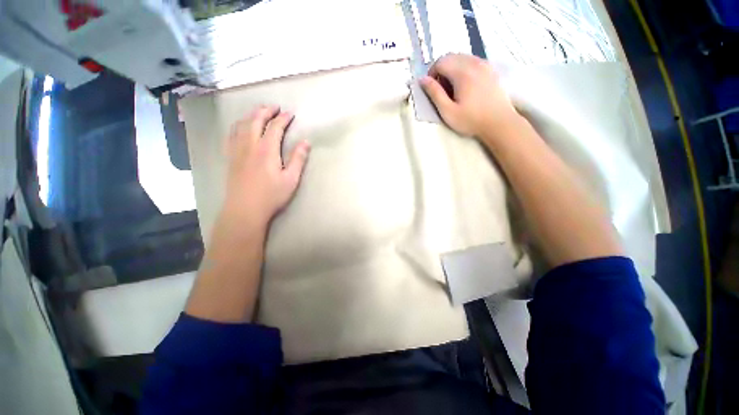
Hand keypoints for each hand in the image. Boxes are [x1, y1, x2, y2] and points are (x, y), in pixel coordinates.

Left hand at [218, 105, 310, 234]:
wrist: (245, 209)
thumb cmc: (271, 195)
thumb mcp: (291, 179)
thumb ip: (298, 159)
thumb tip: (306, 142)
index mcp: (267, 150)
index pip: (275, 127)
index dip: (283, 119)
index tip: (290, 114)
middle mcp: (250, 145)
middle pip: (255, 120)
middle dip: (265, 111)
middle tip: (274, 107)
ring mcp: (237, 150)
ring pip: (241, 125)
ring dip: (251, 115)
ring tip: (259, 112)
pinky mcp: (230, 157)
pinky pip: (231, 135)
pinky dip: (237, 125)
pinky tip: (240, 127)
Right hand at [420, 54, 519, 140]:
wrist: (499, 123)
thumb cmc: (471, 120)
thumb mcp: (447, 111)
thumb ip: (435, 94)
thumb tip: (422, 79)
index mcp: (462, 73)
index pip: (441, 61)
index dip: (431, 73)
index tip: (432, 88)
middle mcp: (474, 63)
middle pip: (451, 56)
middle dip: (441, 70)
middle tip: (441, 89)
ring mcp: (484, 64)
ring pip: (462, 57)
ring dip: (452, 68)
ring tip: (453, 88)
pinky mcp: (491, 69)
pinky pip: (472, 61)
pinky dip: (463, 68)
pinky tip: (465, 85)